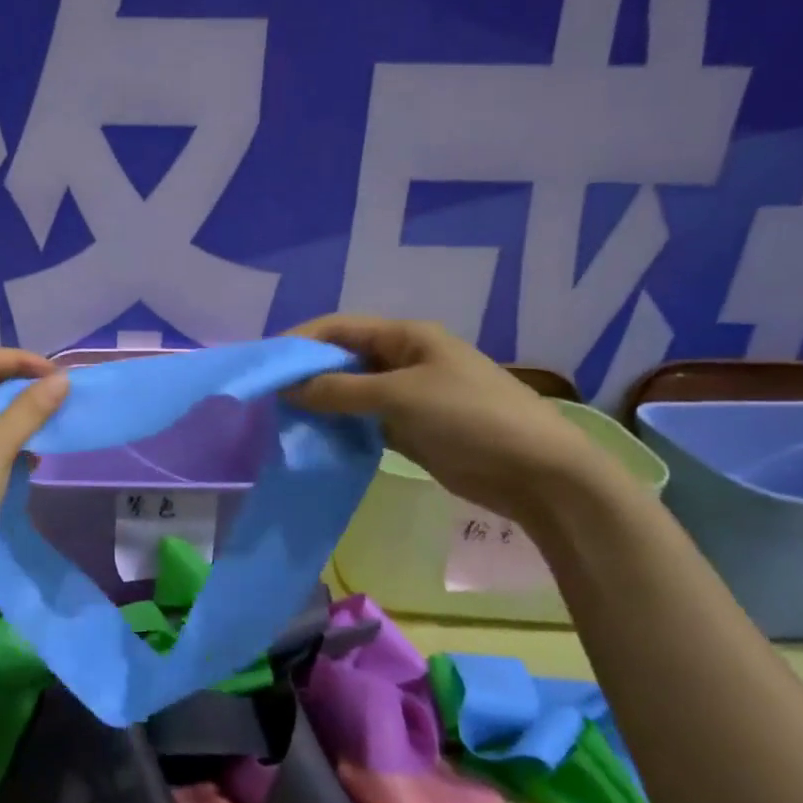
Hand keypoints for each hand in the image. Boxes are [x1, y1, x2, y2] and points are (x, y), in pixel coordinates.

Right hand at [288, 316, 610, 527]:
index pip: (340, 328)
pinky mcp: (411, 430)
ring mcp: (408, 396)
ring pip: (351, 393)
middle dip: (306, 374)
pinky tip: (314, 440)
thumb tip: (288, 387)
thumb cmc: (470, 418)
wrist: (538, 473)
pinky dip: (340, 428)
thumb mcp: (400, 397)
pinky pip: (364, 422)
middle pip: (343, 359)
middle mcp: (403, 360)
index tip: (265, 364)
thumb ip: (340, 390)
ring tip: (282, 419)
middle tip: (267, 396)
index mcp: (406, 337)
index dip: (301, 341)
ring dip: (320, 403)